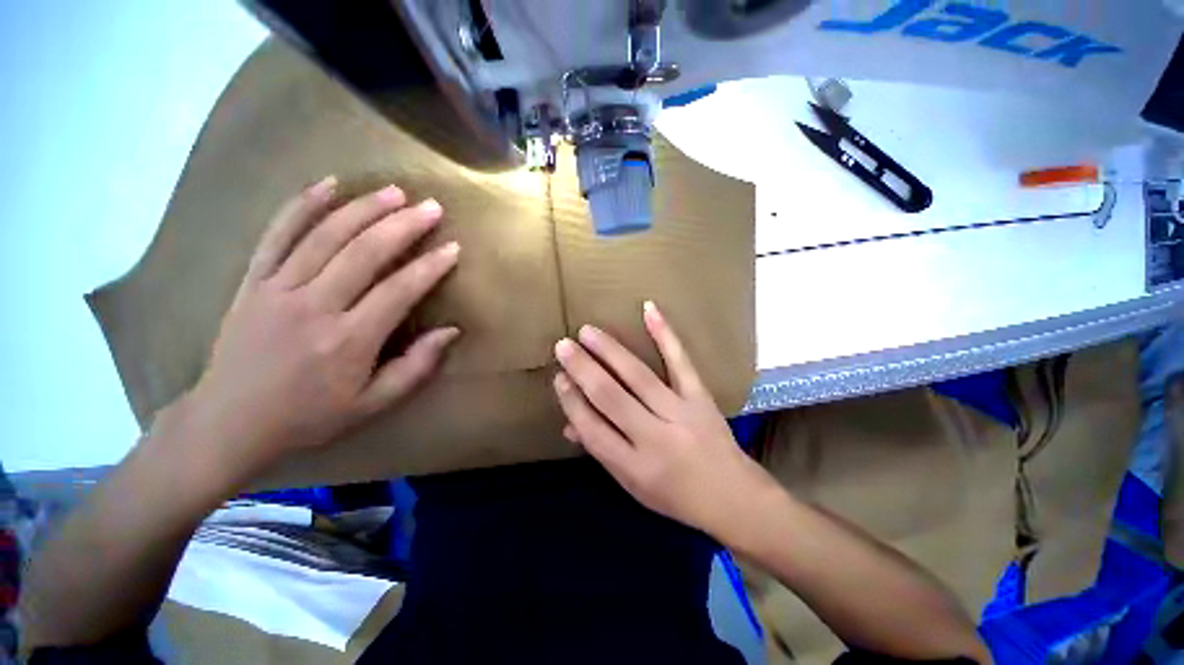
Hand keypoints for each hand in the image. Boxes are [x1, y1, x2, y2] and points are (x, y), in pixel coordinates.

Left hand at [178, 177, 459, 471]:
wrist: (229, 422)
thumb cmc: (309, 416)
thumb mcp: (373, 404)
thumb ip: (416, 367)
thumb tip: (451, 331)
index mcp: (348, 341)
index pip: (399, 291)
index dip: (430, 267)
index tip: (453, 248)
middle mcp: (314, 307)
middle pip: (364, 253)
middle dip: (403, 226)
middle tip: (430, 207)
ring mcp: (277, 289)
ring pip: (325, 236)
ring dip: (363, 208)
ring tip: (394, 192)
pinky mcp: (252, 281)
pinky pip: (276, 235)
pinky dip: (301, 205)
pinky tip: (327, 184)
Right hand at [552, 302, 779, 540]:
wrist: (734, 497)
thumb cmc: (676, 496)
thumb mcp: (632, 484)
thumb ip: (602, 450)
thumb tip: (570, 423)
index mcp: (634, 466)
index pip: (593, 429)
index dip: (572, 401)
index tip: (559, 378)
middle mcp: (655, 438)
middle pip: (611, 398)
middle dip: (583, 369)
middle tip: (563, 346)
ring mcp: (681, 413)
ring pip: (639, 376)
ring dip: (610, 351)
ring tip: (588, 332)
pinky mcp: (701, 397)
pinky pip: (681, 362)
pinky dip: (665, 334)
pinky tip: (649, 310)